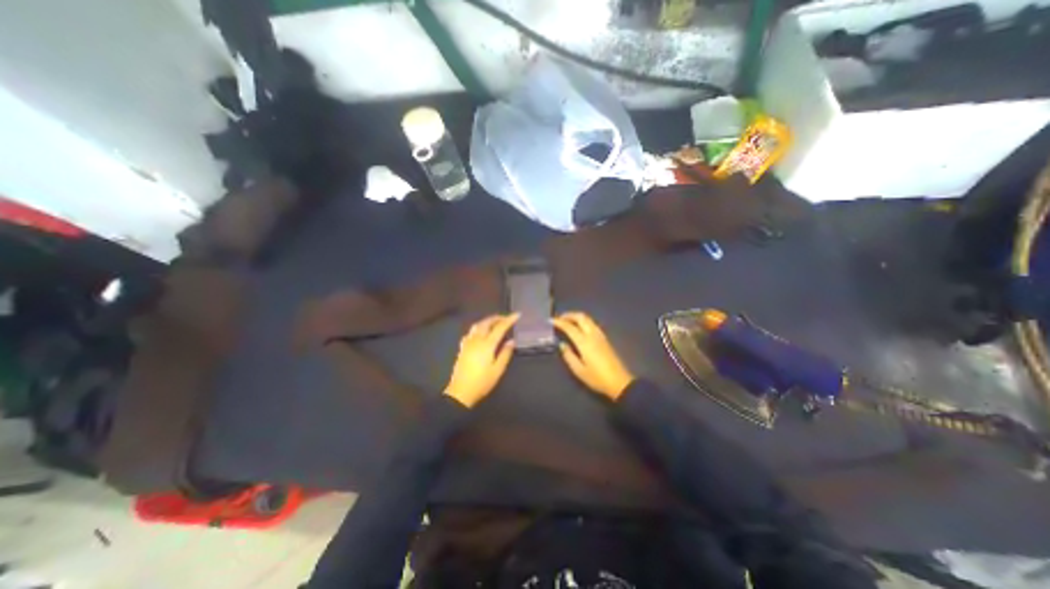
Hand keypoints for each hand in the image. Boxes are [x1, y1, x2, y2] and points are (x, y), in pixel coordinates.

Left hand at [444, 315, 518, 407]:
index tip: (517, 315)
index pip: (500, 327)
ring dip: (487, 321)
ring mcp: (468, 343)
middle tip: (506, 318)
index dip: (509, 320)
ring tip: (495, 323)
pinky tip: (481, 333)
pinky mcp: (463, 347)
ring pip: (477, 325)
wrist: (460, 392)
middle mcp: (477, 340)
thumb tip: (511, 341)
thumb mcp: (498, 370)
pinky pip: (471, 332)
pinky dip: (478, 328)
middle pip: (487, 322)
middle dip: (497, 318)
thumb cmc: (482, 382)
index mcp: (487, 344)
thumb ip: (505, 354)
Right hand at [552, 312, 633, 399]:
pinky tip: (579, 328)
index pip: (570, 327)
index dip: (559, 322)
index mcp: (584, 342)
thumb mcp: (579, 370)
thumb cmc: (597, 378)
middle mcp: (593, 335)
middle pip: (581, 317)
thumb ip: (569, 356)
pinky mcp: (605, 339)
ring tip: (568, 321)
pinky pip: (592, 324)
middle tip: (559, 318)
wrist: (619, 382)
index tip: (550, 320)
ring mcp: (600, 335)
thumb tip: (562, 344)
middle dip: (569, 315)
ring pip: (588, 319)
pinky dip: (583, 321)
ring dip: (576, 317)